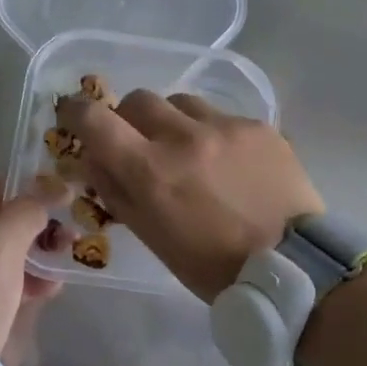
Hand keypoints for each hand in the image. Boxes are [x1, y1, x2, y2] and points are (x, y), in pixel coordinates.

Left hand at [0, 172, 61, 363]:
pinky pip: (1, 278)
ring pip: (2, 249)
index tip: (44, 203)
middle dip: (33, 222)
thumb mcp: (2, 242)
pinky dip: (26, 278)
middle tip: (64, 232)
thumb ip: (30, 209)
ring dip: (36, 250)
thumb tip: (59, 188)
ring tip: (64, 258)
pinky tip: (51, 287)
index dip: (14, 186)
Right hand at [54, 91, 323, 302]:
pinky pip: (222, 116)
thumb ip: (117, 193)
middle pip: (138, 100)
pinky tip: (229, 162)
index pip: (94, 119)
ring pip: (181, 102)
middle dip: (129, 118)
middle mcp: (184, 136)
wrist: (292, 265)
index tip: (74, 116)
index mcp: (150, 170)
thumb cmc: (212, 266)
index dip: (76, 112)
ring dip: (173, 121)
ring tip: (189, 150)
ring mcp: (225, 127)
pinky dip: (213, 133)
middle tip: (139, 141)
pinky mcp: (259, 127)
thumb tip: (95, 160)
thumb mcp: (153, 238)